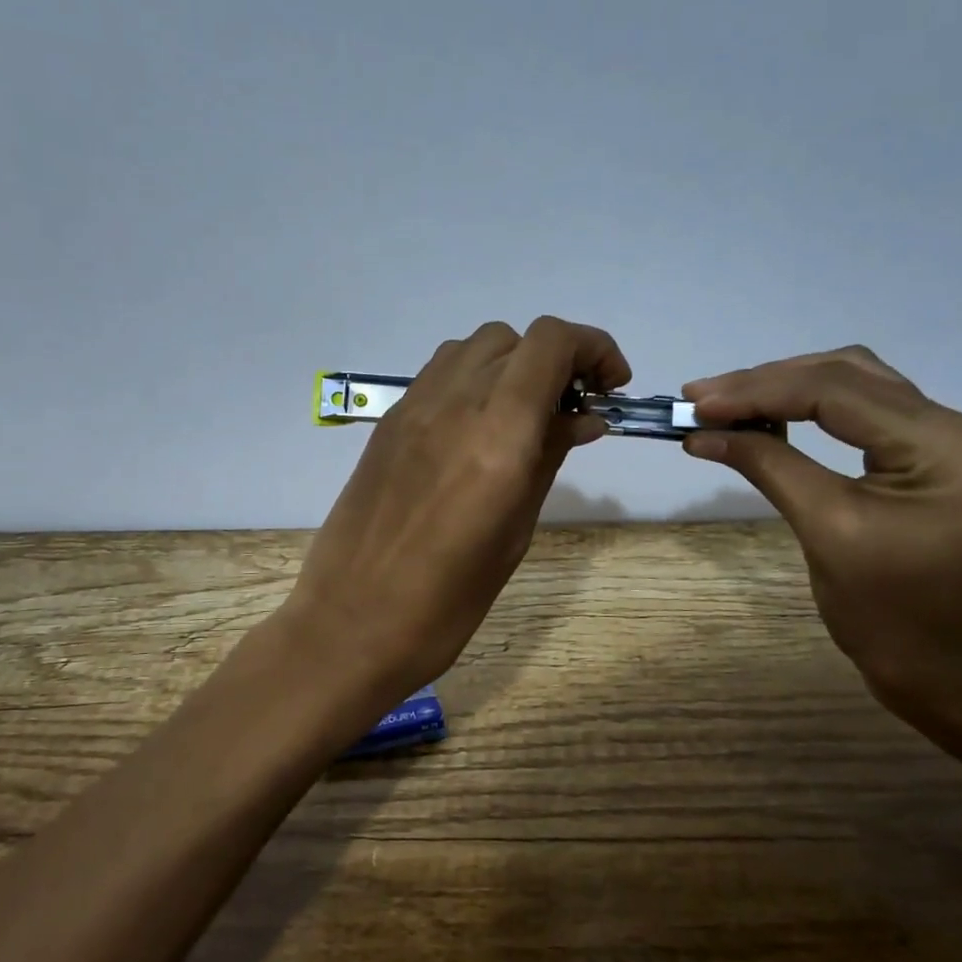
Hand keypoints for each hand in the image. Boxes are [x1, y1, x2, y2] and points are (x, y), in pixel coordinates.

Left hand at [284, 317, 630, 718]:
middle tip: (573, 408)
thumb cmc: (448, 600)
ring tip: (526, 414)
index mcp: (498, 435)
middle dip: (557, 360)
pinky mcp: (388, 423)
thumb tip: (582, 417)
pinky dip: (475, 379)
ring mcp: (413, 408)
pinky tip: (480, 426)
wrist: (350, 623)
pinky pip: (440, 373)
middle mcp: (454, 403)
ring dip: (513, 364)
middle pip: (515, 339)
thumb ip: (548, 459)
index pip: (550, 343)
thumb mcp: (515, 532)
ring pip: (474, 347)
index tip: (611, 387)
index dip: (593, 348)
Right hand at [681, 346, 961, 710]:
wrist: (947, 670)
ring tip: (722, 400)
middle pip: (848, 376)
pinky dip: (806, 406)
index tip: (696, 402)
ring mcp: (949, 438)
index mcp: (950, 447)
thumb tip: (700, 432)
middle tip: (700, 397)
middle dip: (767, 382)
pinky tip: (765, 413)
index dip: (760, 392)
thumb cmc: (891, 615)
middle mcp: (960, 427)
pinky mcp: (930, 453)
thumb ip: (767, 466)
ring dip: (784, 387)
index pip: (840, 393)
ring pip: (853, 384)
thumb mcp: (825, 531)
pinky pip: (861, 411)